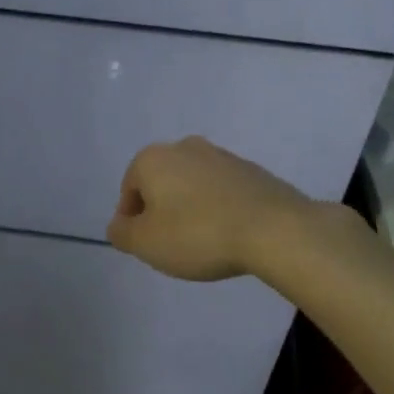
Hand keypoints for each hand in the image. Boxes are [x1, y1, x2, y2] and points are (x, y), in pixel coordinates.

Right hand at [107, 136, 320, 281]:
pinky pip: (223, 191)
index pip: (128, 190)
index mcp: (152, 159)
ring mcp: (222, 155)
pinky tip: (229, 235)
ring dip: (191, 209)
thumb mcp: (146, 243)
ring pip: (193, 185)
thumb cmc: (198, 234)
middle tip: (172, 245)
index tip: (146, 246)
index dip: (132, 221)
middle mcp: (184, 147)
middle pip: (161, 183)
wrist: (275, 229)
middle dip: (162, 211)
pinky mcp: (252, 170)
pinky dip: (219, 209)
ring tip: (204, 242)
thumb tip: (119, 225)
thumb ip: (122, 234)